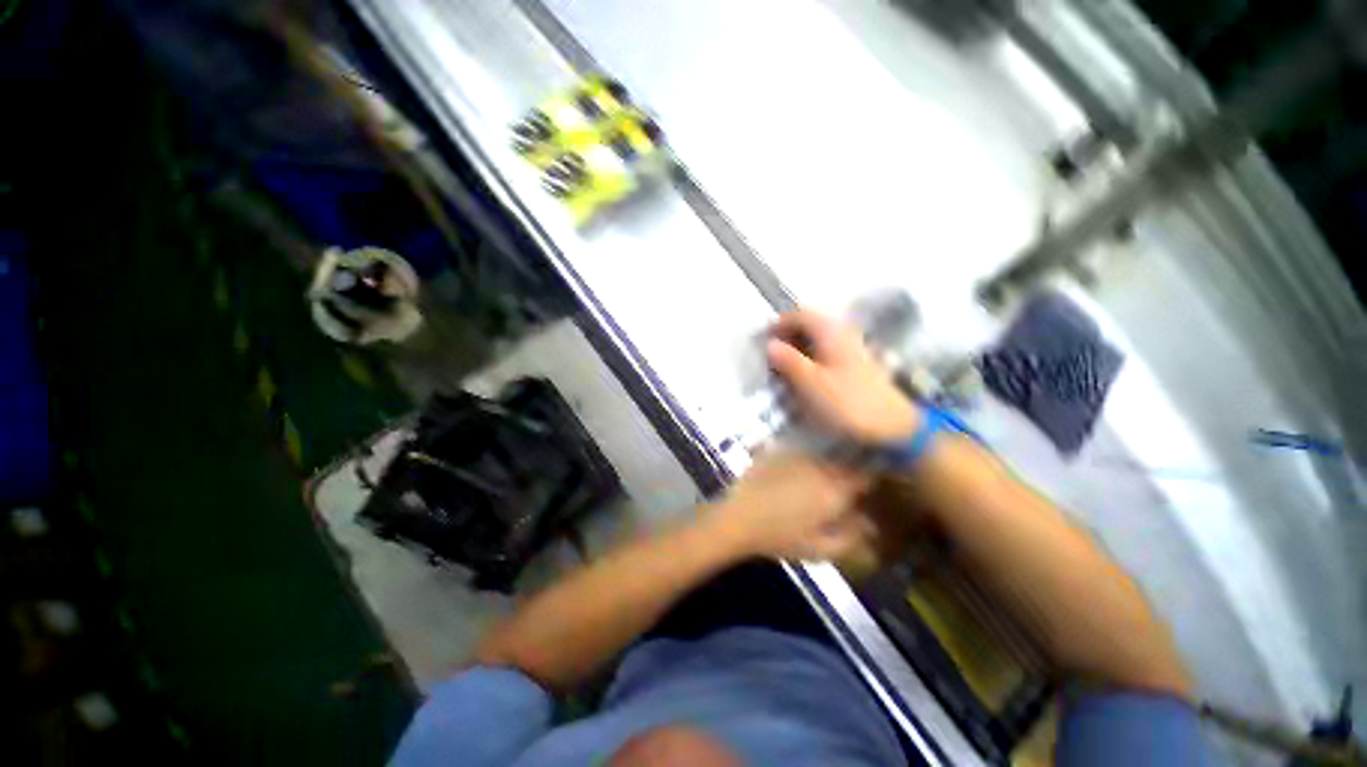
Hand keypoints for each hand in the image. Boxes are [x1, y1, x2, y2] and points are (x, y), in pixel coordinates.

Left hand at [703, 454, 872, 560]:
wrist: (738, 518)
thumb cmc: (780, 538)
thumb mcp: (819, 549)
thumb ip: (850, 537)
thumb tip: (869, 524)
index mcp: (835, 489)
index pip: (866, 473)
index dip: (869, 477)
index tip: (867, 485)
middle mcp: (820, 465)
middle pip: (845, 459)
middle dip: (849, 467)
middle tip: (844, 482)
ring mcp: (797, 453)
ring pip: (823, 450)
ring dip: (828, 459)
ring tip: (820, 474)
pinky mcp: (778, 448)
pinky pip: (800, 447)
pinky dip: (805, 454)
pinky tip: (797, 468)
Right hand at [766, 309, 920, 444]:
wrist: (892, 425)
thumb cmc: (848, 402)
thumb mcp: (812, 383)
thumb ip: (789, 361)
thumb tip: (769, 345)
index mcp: (830, 332)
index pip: (800, 314)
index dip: (779, 323)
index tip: (763, 340)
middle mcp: (842, 332)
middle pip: (809, 323)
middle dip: (787, 335)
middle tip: (771, 355)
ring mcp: (851, 347)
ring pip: (817, 337)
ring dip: (798, 346)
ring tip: (783, 366)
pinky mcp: (855, 363)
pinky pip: (825, 350)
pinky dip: (810, 356)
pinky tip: (804, 374)